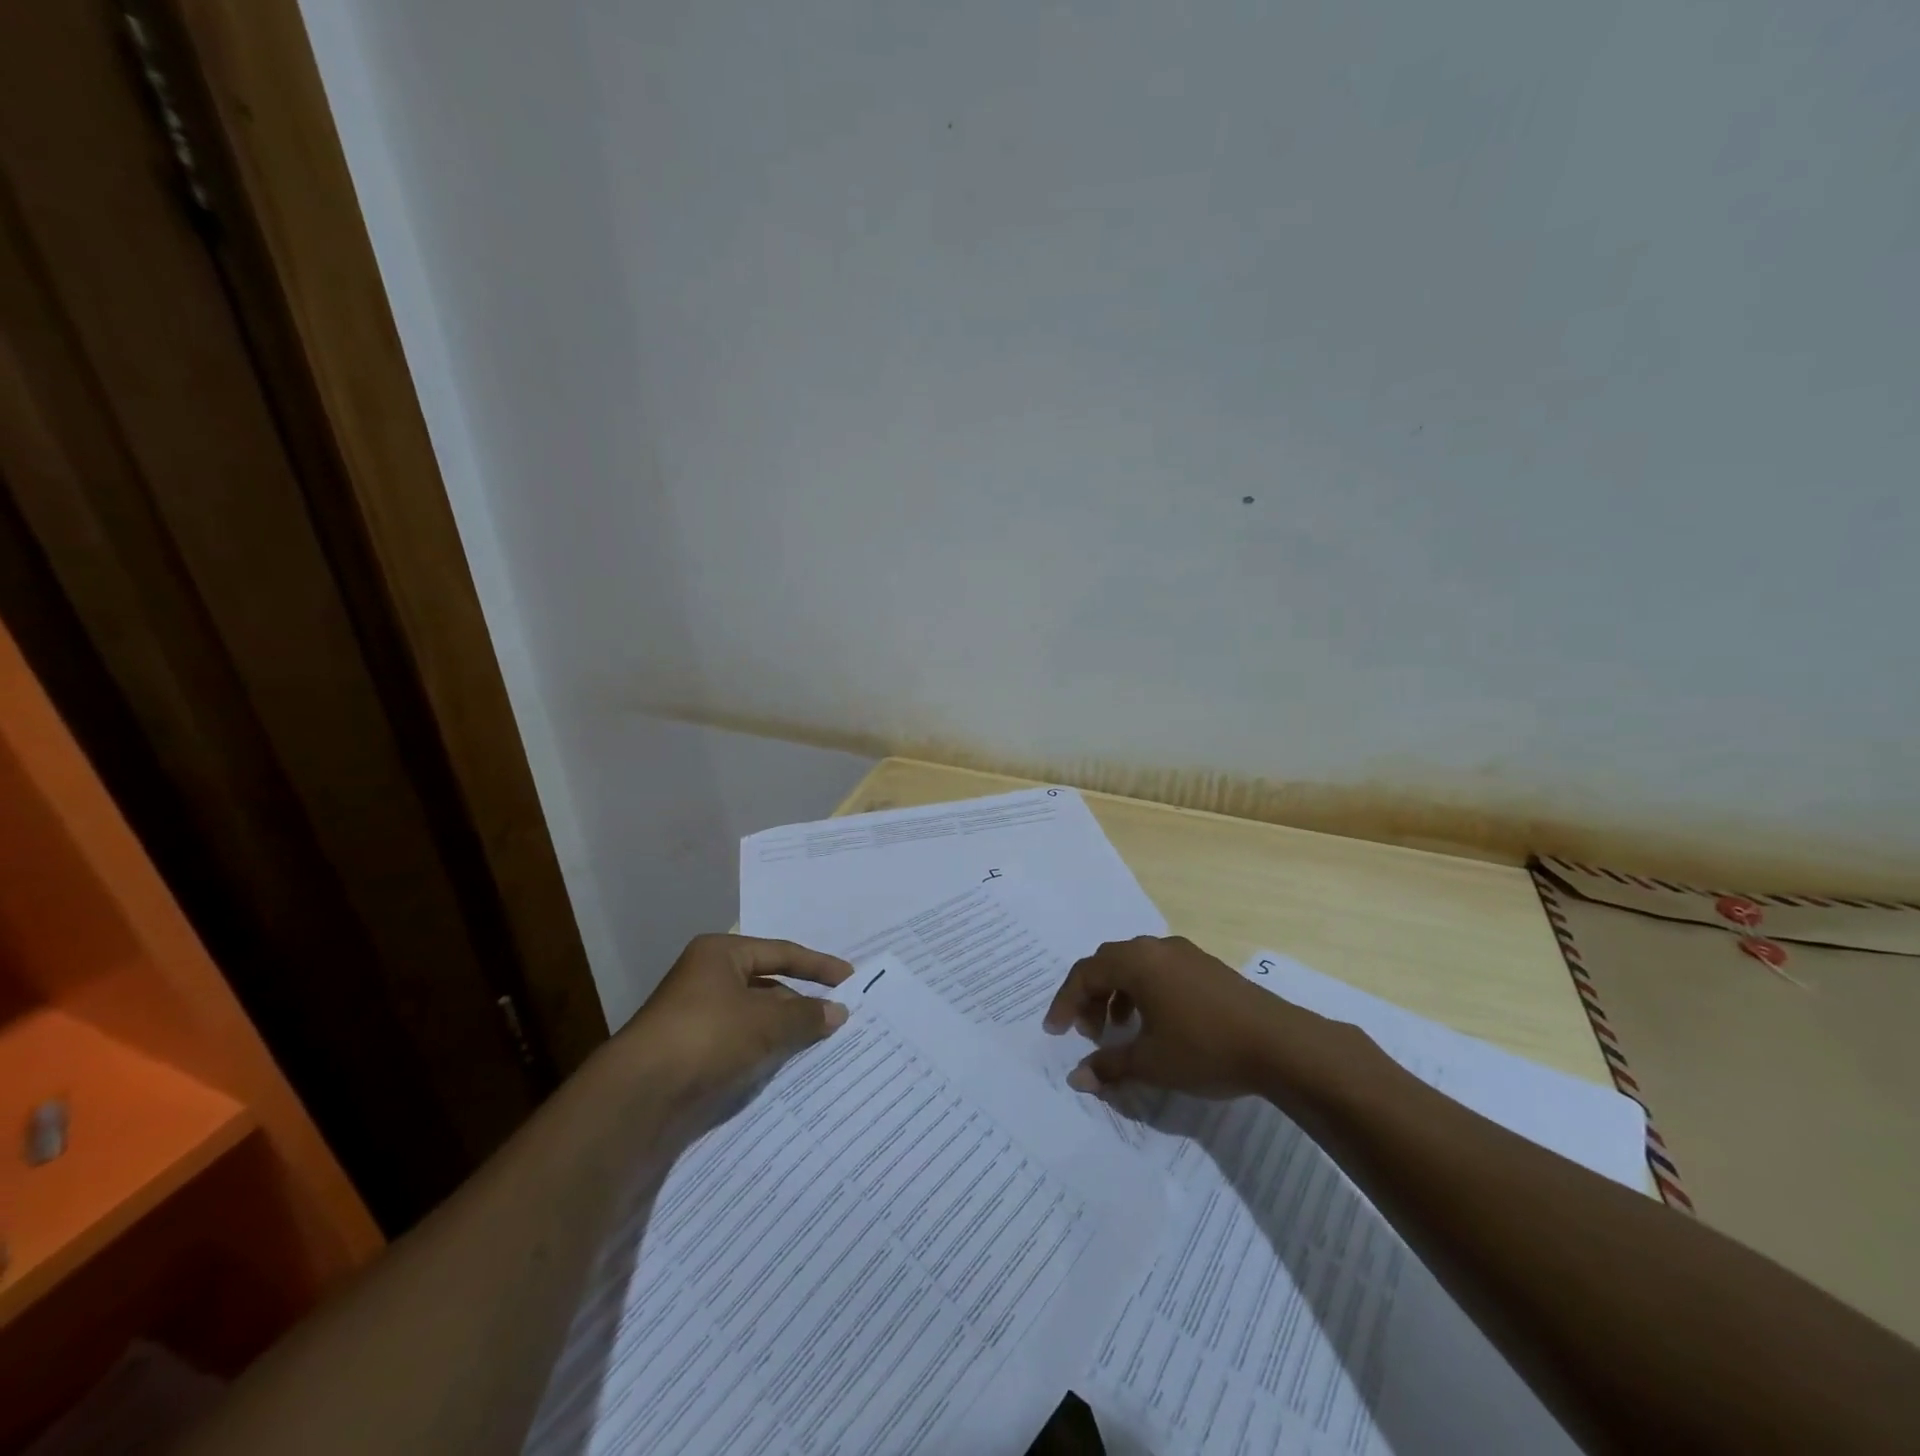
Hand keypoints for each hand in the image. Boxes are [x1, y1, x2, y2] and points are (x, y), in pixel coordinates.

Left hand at [618, 933, 851, 1101]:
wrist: (640, 1095)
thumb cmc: (707, 1036)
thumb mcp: (765, 1022)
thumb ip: (806, 1015)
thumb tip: (840, 1012)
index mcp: (720, 954)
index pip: (780, 952)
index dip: (818, 965)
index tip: (849, 978)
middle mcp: (705, 977)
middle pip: (766, 984)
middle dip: (800, 1001)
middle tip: (837, 1016)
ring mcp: (695, 1016)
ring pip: (753, 1017)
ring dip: (783, 1029)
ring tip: (820, 1043)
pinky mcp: (690, 1052)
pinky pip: (739, 1043)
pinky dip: (764, 1050)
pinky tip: (786, 1065)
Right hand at [1043, 936, 1304, 1098]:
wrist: (1280, 1044)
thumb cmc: (1205, 1048)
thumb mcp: (1151, 1063)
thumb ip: (1109, 1066)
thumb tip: (1077, 1077)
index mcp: (1136, 962)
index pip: (1085, 973)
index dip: (1065, 1003)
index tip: (1056, 1033)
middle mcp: (1156, 948)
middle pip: (1108, 963)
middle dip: (1090, 996)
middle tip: (1088, 1032)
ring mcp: (1184, 954)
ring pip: (1135, 965)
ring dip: (1117, 994)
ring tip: (1120, 1030)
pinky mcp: (1206, 966)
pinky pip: (1159, 970)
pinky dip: (1143, 992)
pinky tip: (1155, 1024)